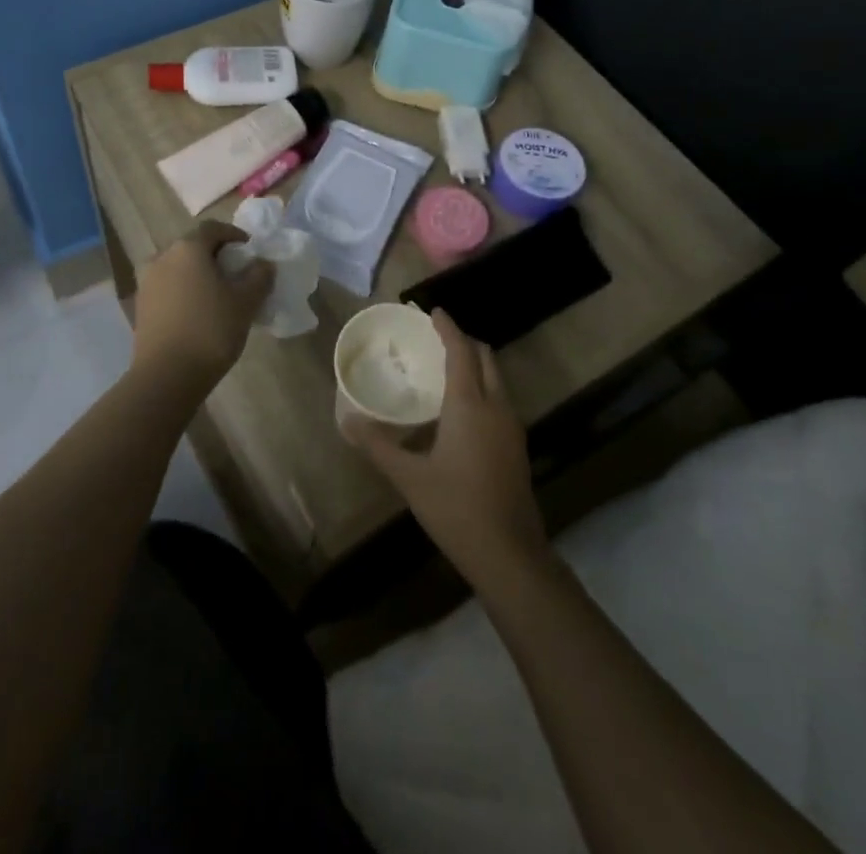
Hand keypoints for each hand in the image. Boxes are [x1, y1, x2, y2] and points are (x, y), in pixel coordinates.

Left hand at [130, 222, 274, 398]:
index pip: (213, 228)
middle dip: (216, 256)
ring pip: (178, 268)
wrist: (167, 375)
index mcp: (188, 248)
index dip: (234, 235)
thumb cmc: (211, 329)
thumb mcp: (245, 302)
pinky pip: (168, 287)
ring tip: (218, 295)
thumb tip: (264, 264)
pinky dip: (184, 291)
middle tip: (237, 274)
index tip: (250, 251)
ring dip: (198, 274)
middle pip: (193, 246)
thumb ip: (259, 277)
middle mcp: (162, 257)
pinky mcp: (141, 306)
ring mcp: (147, 282)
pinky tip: (198, 312)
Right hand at [347, 310, 549, 585]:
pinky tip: (462, 408)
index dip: (448, 328)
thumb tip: (347, 420)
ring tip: (445, 368)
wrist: (510, 553)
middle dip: (464, 342)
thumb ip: (378, 445)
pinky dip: (482, 386)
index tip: (433, 312)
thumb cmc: (456, 508)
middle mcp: (496, 406)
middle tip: (436, 338)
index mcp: (470, 404)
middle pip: (485, 357)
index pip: (461, 351)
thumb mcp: (409, 477)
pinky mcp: (517, 445)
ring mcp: (512, 426)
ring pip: (497, 378)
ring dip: (475, 364)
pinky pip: (500, 398)